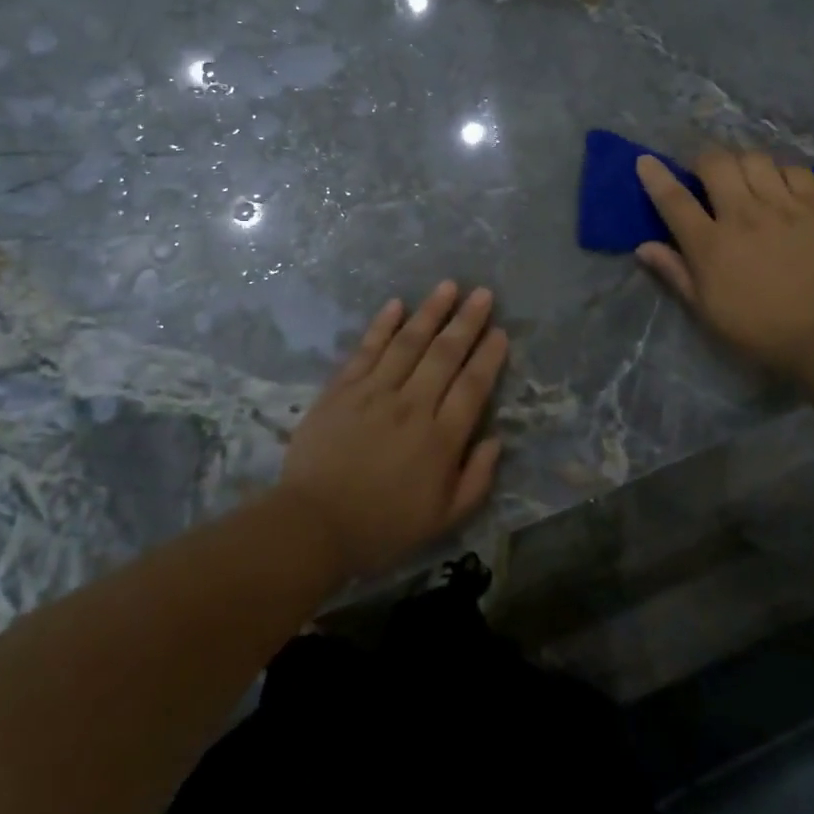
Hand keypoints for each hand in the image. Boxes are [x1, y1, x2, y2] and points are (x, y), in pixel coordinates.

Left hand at [277, 282, 507, 578]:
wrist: (313, 525)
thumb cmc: (382, 527)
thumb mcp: (443, 519)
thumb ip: (476, 478)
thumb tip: (494, 439)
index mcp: (440, 439)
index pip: (472, 387)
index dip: (489, 357)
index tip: (500, 332)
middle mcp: (411, 406)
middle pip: (445, 355)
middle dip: (467, 322)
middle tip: (482, 294)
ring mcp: (374, 393)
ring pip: (408, 343)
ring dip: (430, 312)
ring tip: (448, 286)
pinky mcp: (342, 389)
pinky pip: (367, 350)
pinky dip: (382, 325)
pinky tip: (396, 305)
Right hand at [635, 149, 813, 371]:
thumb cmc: (759, 328)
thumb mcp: (706, 309)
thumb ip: (675, 273)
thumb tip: (644, 247)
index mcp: (710, 244)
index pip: (674, 199)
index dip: (656, 176)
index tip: (646, 161)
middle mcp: (743, 215)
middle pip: (715, 163)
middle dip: (702, 161)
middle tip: (704, 175)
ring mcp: (783, 207)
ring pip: (754, 159)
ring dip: (741, 162)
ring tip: (743, 177)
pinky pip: (795, 169)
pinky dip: (781, 170)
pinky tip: (779, 184)